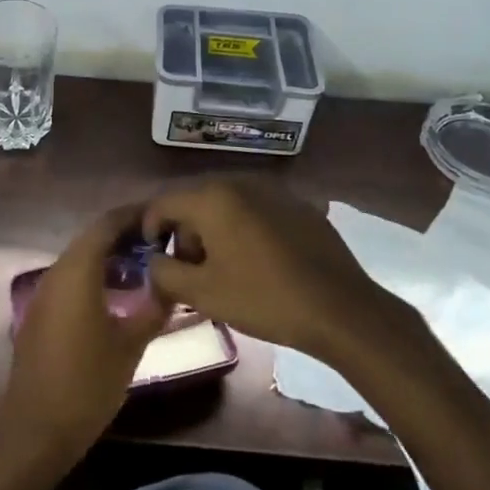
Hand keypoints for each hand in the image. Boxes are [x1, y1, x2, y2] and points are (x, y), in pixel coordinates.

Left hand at [0, 205, 170, 472]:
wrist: (35, 430)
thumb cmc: (87, 384)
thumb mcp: (130, 346)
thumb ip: (154, 307)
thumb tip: (173, 280)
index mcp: (78, 271)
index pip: (107, 224)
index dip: (135, 215)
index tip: (163, 217)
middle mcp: (57, 272)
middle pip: (93, 237)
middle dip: (125, 234)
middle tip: (161, 242)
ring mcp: (44, 292)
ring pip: (81, 257)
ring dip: (110, 255)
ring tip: (146, 265)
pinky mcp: (40, 312)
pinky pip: (71, 278)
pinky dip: (95, 274)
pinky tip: (118, 293)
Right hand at [144, 179, 394, 360]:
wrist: (339, 307)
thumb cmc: (263, 298)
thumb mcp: (203, 294)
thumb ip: (165, 273)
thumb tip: (153, 262)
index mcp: (212, 197)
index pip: (163, 202)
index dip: (150, 229)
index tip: (153, 258)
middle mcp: (240, 182)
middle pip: (195, 200)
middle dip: (184, 232)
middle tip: (188, 269)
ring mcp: (272, 190)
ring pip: (226, 204)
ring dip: (213, 230)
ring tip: (221, 268)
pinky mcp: (297, 204)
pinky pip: (255, 210)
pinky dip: (243, 228)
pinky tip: (255, 261)